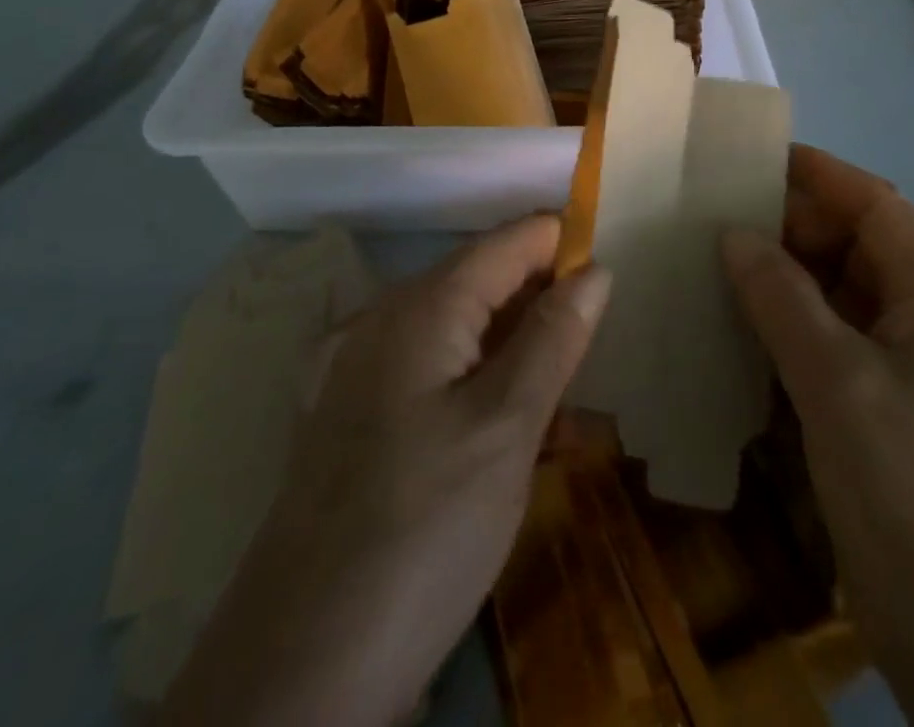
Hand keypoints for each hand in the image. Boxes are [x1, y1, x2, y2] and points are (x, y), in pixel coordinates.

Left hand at [161, 215, 611, 726]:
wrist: (298, 673)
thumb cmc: (422, 530)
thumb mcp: (507, 429)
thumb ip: (554, 338)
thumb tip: (594, 269)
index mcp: (422, 305)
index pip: (508, 241)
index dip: (565, 246)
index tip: (615, 281)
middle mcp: (387, 319)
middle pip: (485, 282)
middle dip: (545, 308)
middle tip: (595, 362)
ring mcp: (365, 370)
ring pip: (464, 333)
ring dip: (520, 357)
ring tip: (566, 415)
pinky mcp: (359, 419)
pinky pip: (436, 376)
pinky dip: (482, 391)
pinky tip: (514, 442)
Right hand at [722, 146, 913, 726]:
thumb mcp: (839, 385)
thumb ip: (783, 300)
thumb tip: (734, 235)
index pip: (878, 208)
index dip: (820, 175)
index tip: (754, 158)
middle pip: (856, 251)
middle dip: (791, 230)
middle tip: (714, 221)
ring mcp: (909, 379)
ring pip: (839, 303)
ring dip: (783, 284)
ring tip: (712, 268)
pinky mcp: (886, 423)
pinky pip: (832, 352)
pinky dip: (787, 335)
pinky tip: (737, 338)